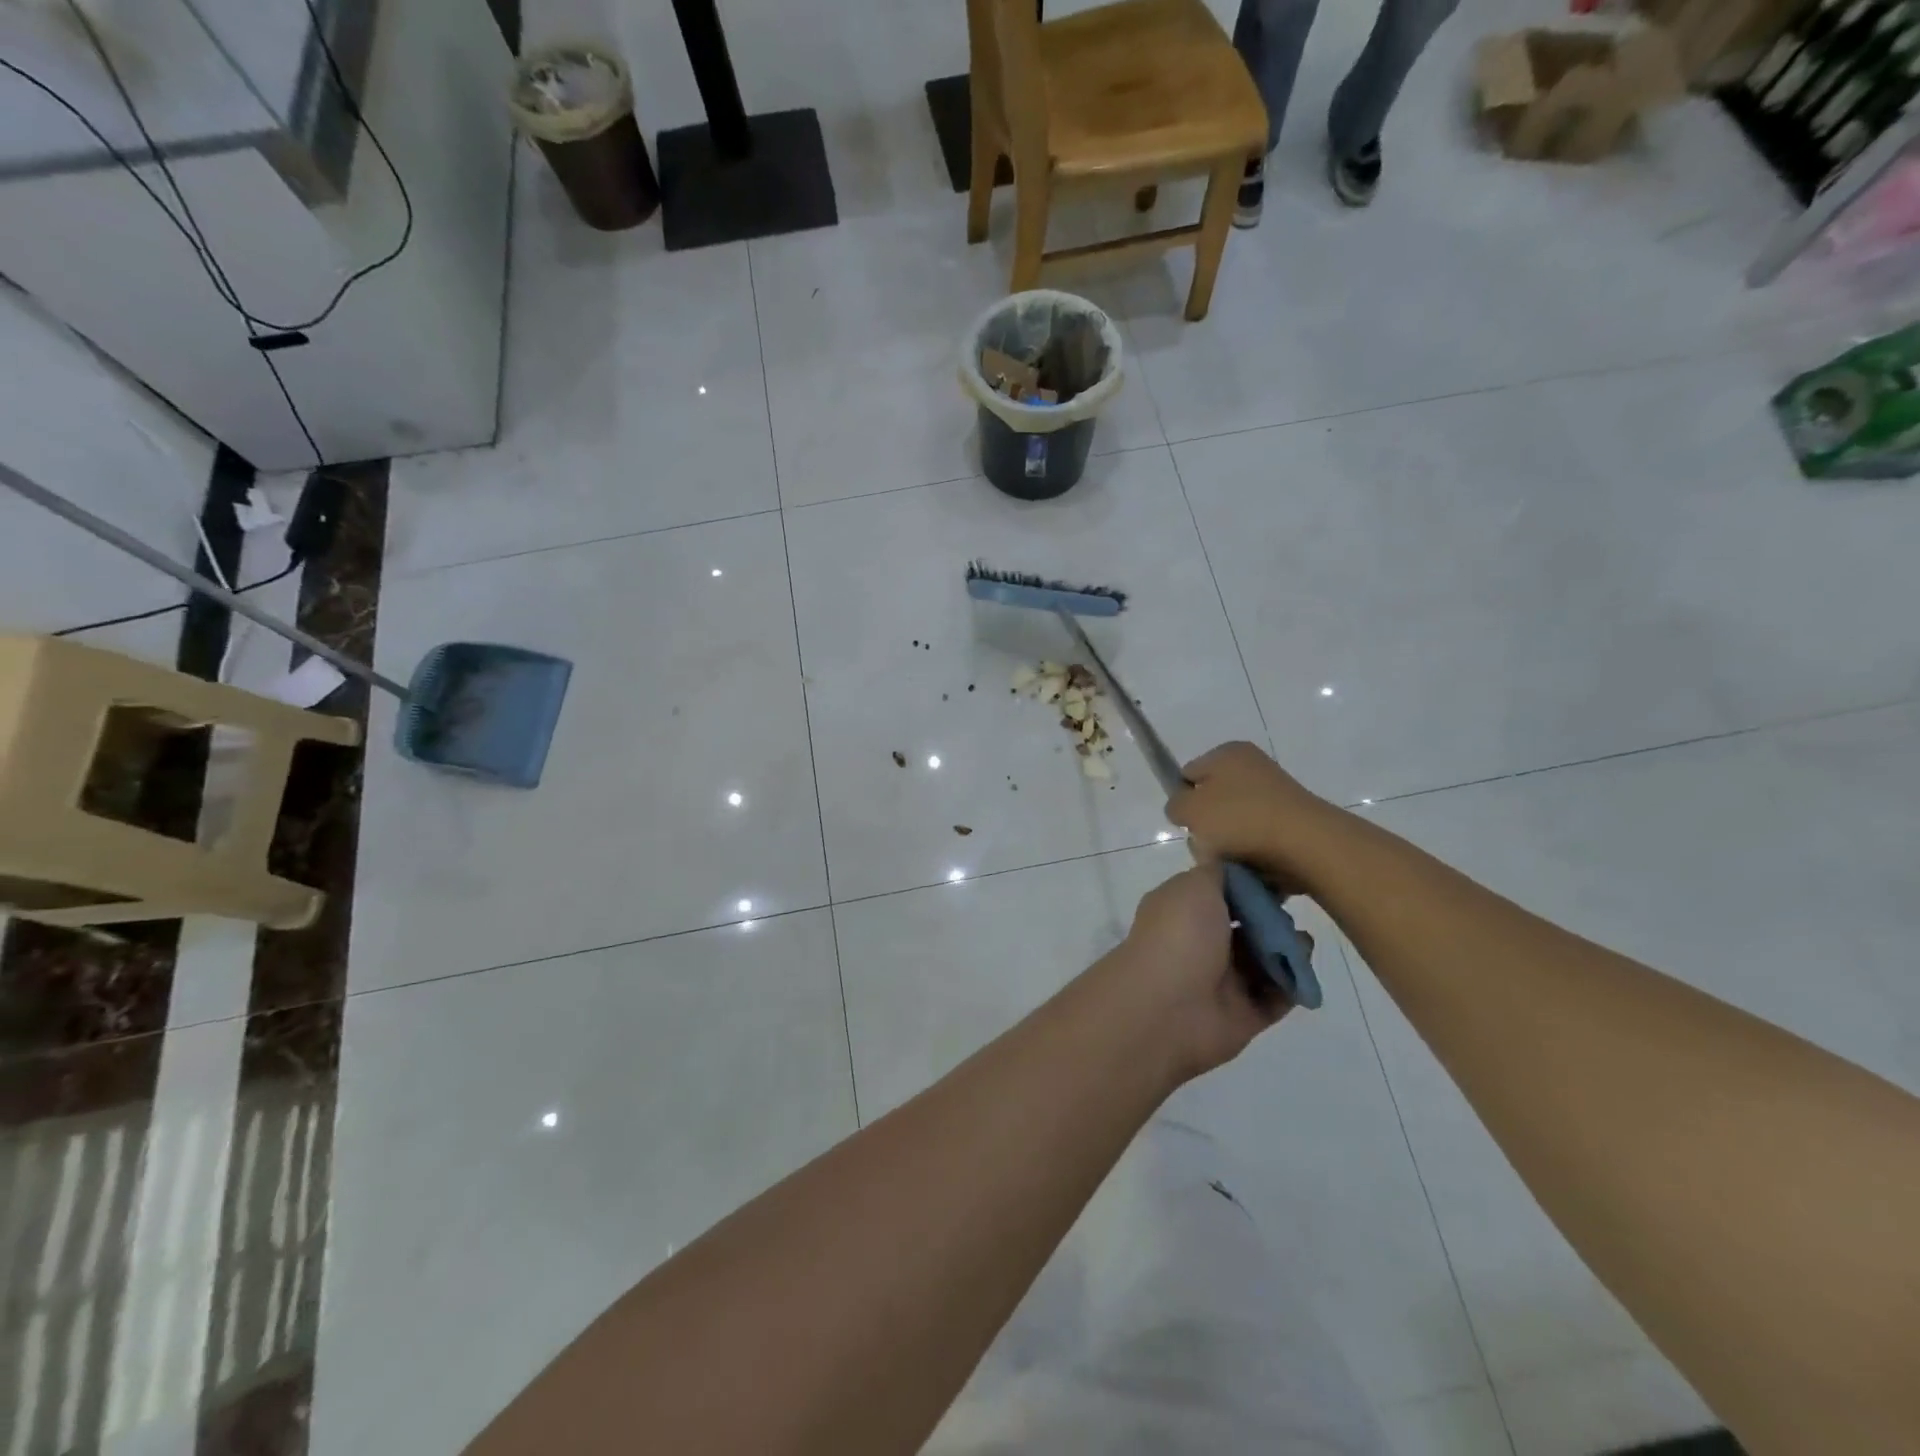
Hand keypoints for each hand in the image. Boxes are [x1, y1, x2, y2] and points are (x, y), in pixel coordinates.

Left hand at [1101, 863, 1292, 1082]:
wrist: (1168, 1008)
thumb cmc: (1179, 935)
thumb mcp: (1194, 885)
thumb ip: (1218, 874)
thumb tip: (1236, 872)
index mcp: (1182, 911)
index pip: (1221, 893)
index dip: (1251, 886)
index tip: (1281, 876)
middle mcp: (1200, 943)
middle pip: (1247, 926)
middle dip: (1273, 918)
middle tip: (1291, 913)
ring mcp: (1221, 981)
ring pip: (1264, 960)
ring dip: (1287, 949)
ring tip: (1302, 942)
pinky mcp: (1244, 1014)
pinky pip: (1276, 996)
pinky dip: (1293, 984)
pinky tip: (1302, 969)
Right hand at [1165, 741, 1342, 889]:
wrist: (1307, 844)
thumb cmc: (1241, 819)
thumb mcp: (1190, 810)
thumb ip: (1176, 805)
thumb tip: (1184, 808)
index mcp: (1227, 753)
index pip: (1188, 774)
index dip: (1183, 800)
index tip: (1188, 823)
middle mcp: (1253, 766)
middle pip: (1212, 800)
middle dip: (1206, 826)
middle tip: (1209, 845)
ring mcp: (1276, 794)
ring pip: (1234, 823)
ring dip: (1227, 844)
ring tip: (1232, 860)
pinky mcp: (1292, 821)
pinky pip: (1258, 838)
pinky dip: (1252, 853)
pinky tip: (1253, 866)